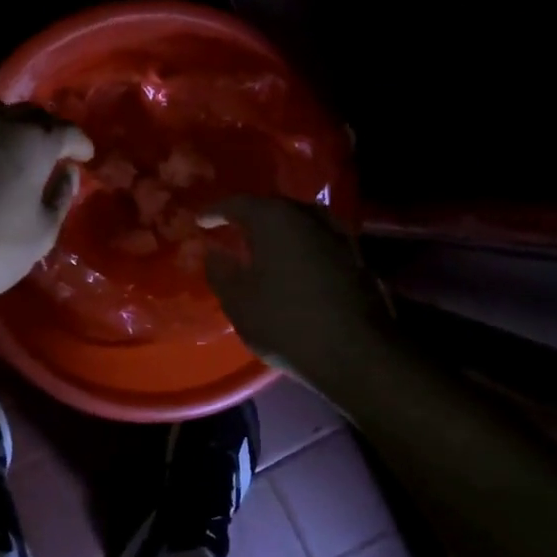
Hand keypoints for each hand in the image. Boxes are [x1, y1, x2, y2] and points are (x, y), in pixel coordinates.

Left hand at [0, 100, 93, 309]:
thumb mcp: (39, 236)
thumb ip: (60, 198)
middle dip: (44, 130)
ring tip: (6, 151)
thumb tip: (67, 173)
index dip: (80, 143)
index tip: (85, 155)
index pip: (67, 130)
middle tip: (48, 152)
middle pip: (29, 114)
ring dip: (5, 128)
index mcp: (33, 143)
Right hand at [204, 197, 389, 372]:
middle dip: (251, 217)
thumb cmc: (285, 322)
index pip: (237, 203)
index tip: (200, 221)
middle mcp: (308, 216)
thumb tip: (214, 252)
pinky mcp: (356, 257)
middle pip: (273, 207)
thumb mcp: (238, 301)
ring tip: (262, 246)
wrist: (355, 353)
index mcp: (274, 218)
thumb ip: (221, 271)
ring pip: (300, 222)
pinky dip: (301, 246)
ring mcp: (337, 235)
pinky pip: (318, 240)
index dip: (216, 211)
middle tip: (231, 229)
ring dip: (279, 231)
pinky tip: (292, 264)